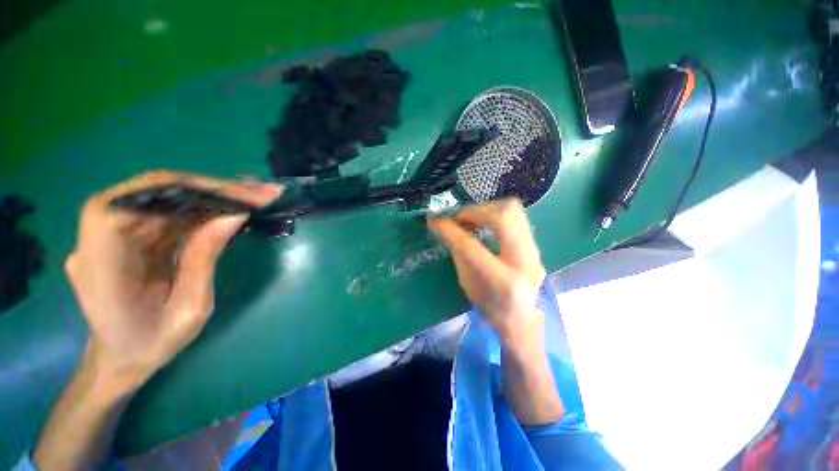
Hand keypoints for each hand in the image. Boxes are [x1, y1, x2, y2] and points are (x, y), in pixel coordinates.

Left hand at [65, 170, 281, 391]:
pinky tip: (234, 205)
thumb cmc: (152, 344)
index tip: (239, 195)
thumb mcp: (189, 309)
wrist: (122, 358)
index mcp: (101, 260)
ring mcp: (113, 233)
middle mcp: (99, 237)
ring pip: (168, 198)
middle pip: (157, 193)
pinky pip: (171, 212)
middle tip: (261, 191)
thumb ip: (204, 258)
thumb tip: (234, 215)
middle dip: (213, 189)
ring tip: (257, 194)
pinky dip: (206, 207)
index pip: (138, 201)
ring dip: (215, 195)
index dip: (189, 190)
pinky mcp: (132, 234)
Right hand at [428, 199, 561, 424]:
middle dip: (475, 211)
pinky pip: (516, 218)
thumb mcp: (466, 282)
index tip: (434, 219)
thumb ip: (458, 252)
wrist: (520, 319)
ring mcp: (535, 252)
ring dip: (486, 209)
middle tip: (459, 217)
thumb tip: (446, 226)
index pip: (470, 246)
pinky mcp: (535, 246)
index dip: (450, 229)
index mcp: (501, 281)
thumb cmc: (487, 306)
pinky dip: (495, 215)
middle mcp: (524, 263)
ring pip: (513, 211)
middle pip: (503, 216)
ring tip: (471, 219)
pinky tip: (484, 224)